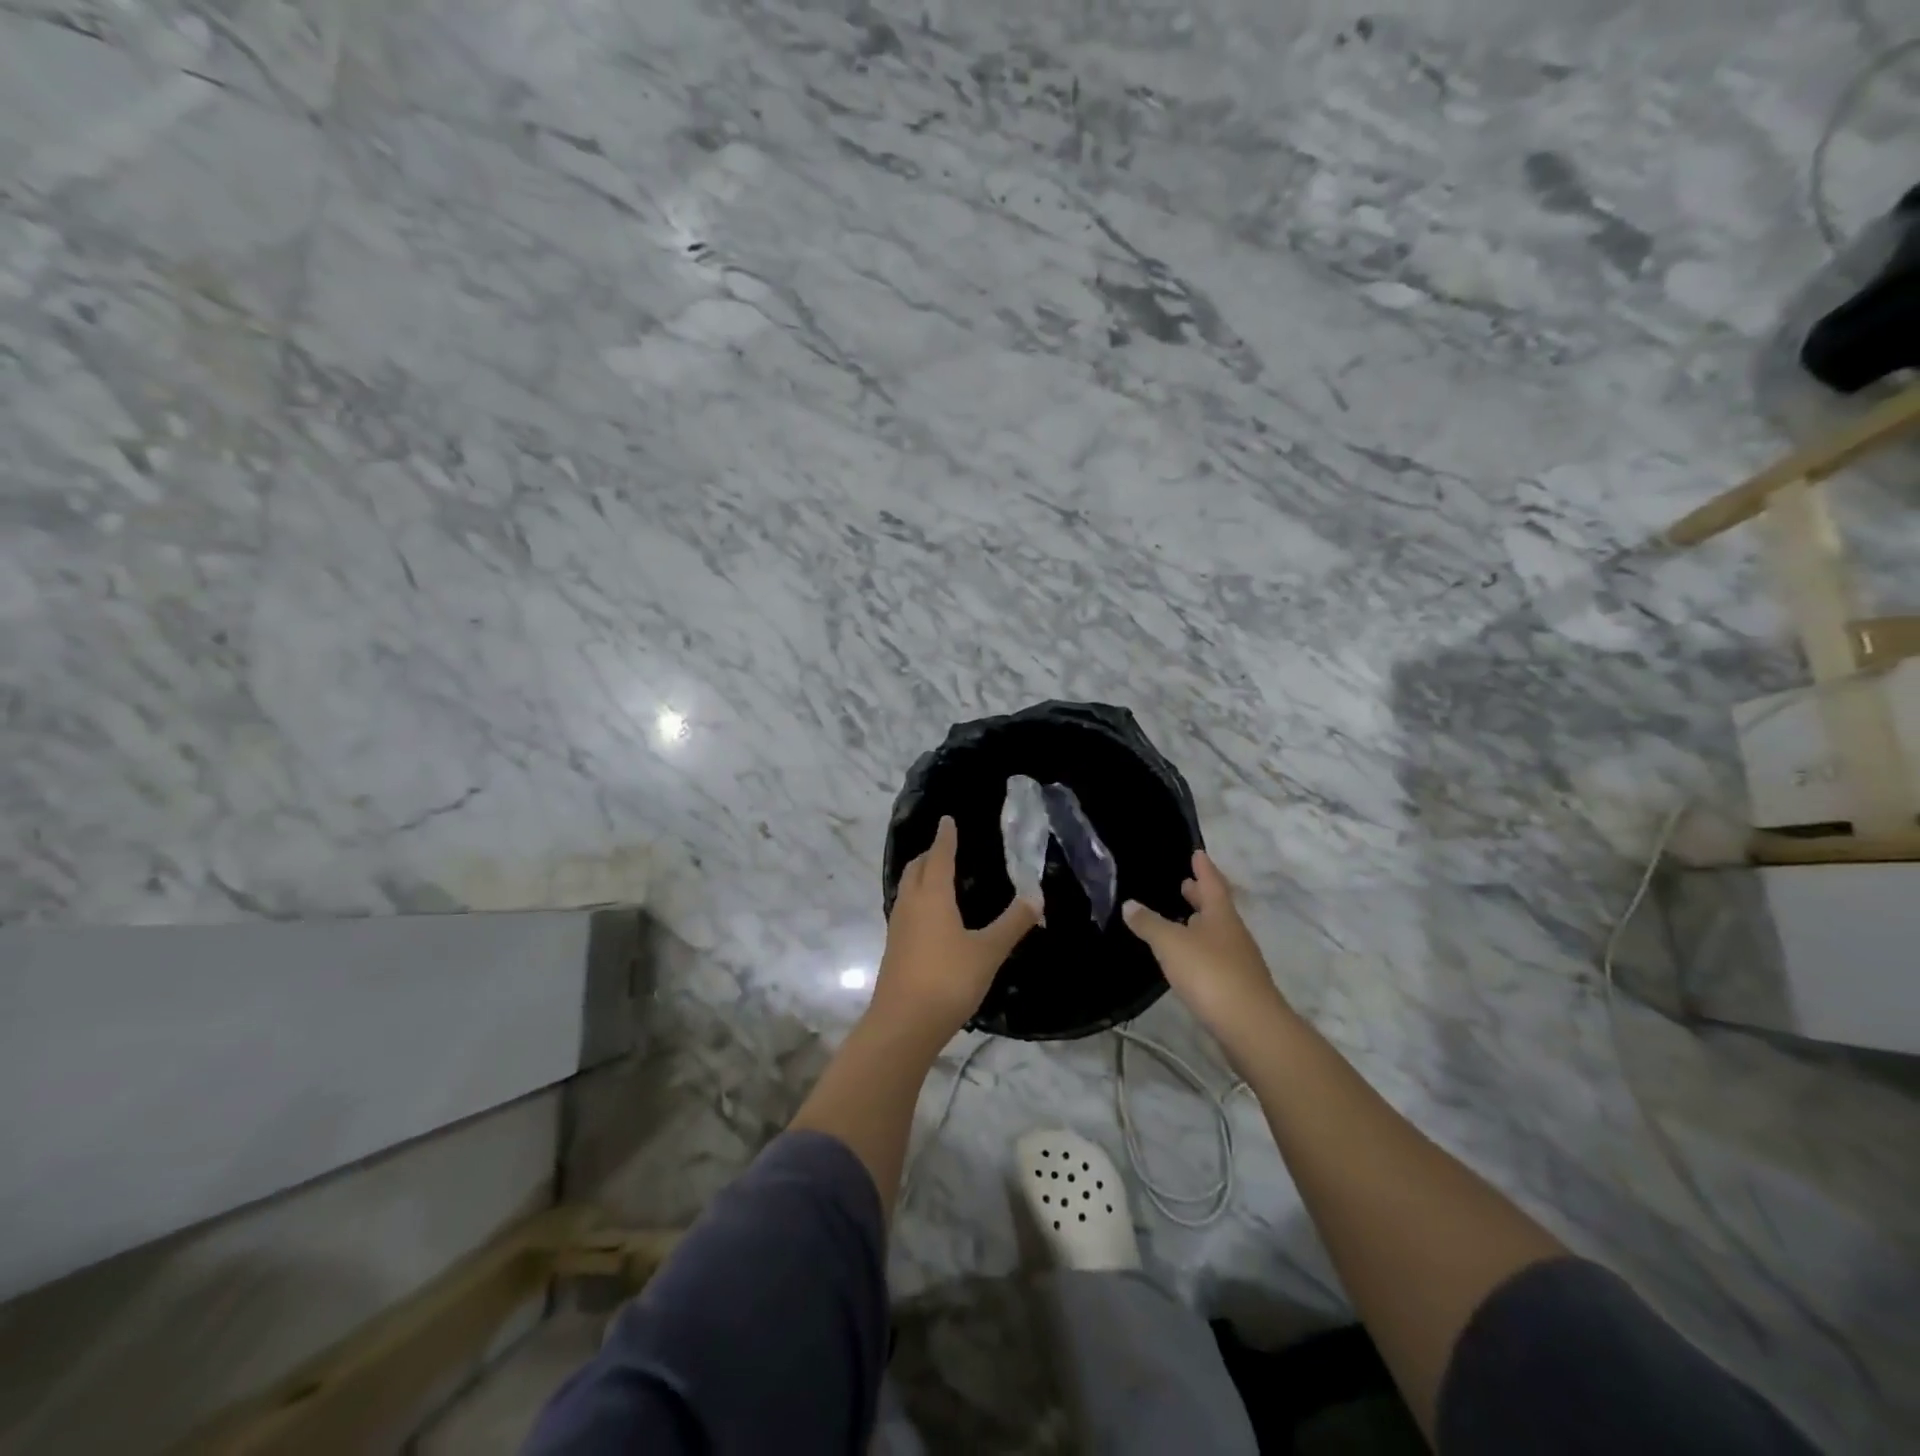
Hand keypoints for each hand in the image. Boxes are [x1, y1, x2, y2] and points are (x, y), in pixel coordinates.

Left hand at [874, 816, 1039, 1042]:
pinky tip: (930, 915)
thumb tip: (1037, 897)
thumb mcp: (988, 951)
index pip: (939, 856)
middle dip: (929, 854)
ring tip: (937, 875)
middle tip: (945, 847)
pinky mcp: (894, 948)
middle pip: (916, 868)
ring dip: (920, 876)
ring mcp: (898, 927)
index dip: (945, 838)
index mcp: (932, 895)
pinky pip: (905, 909)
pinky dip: (917, 898)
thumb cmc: (948, 979)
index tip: (947, 820)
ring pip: (907, 888)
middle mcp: (910, 904)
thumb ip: (1013, 923)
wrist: (904, 1023)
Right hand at [1123, 851, 1288, 1044]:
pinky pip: (1215, 957)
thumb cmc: (1211, 973)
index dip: (1204, 868)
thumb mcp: (1171, 944)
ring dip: (1200, 923)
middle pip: (1217, 908)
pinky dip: (1200, 949)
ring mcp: (1238, 961)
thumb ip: (1149, 923)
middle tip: (1185, 883)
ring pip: (1216, 933)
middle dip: (1200, 896)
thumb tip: (1129, 904)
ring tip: (1180, 919)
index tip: (1197, 853)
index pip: (1212, 883)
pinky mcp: (1236, 987)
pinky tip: (1186, 958)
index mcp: (1221, 915)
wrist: (1251, 1027)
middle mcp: (1233, 934)